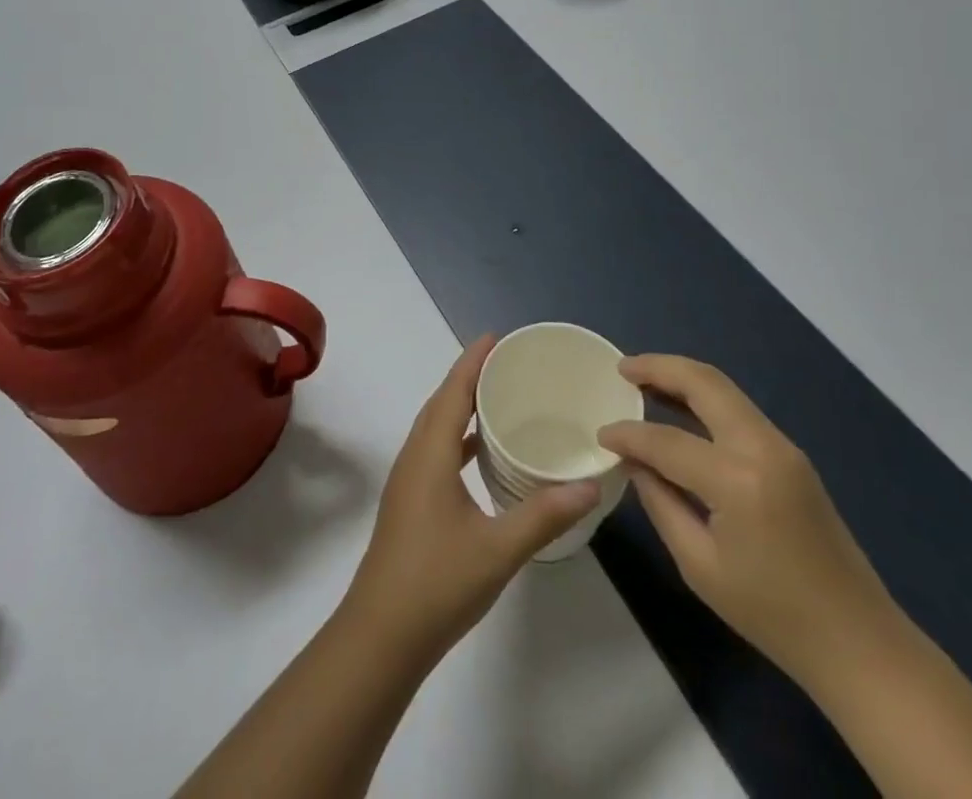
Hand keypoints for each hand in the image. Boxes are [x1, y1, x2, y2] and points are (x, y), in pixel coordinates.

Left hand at [342, 336, 599, 665]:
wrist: (381, 636)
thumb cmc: (436, 583)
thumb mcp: (498, 549)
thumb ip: (543, 514)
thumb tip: (590, 484)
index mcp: (430, 453)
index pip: (451, 391)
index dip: (472, 361)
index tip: (496, 337)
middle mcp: (415, 456)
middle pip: (441, 402)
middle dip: (470, 376)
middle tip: (508, 363)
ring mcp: (409, 480)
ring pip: (436, 427)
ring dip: (461, 405)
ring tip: (498, 397)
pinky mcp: (411, 501)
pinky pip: (436, 449)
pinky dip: (458, 437)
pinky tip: (480, 452)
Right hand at [599, 354, 894, 683]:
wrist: (859, 642)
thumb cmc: (773, 614)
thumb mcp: (699, 566)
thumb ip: (660, 502)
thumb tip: (635, 462)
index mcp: (738, 480)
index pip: (666, 440)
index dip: (629, 435)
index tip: (600, 435)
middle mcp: (762, 447)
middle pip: (704, 383)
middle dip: (658, 367)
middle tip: (621, 367)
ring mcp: (783, 446)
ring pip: (724, 388)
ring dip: (682, 377)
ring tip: (643, 377)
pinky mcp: (791, 455)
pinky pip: (738, 409)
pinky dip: (704, 398)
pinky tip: (680, 408)